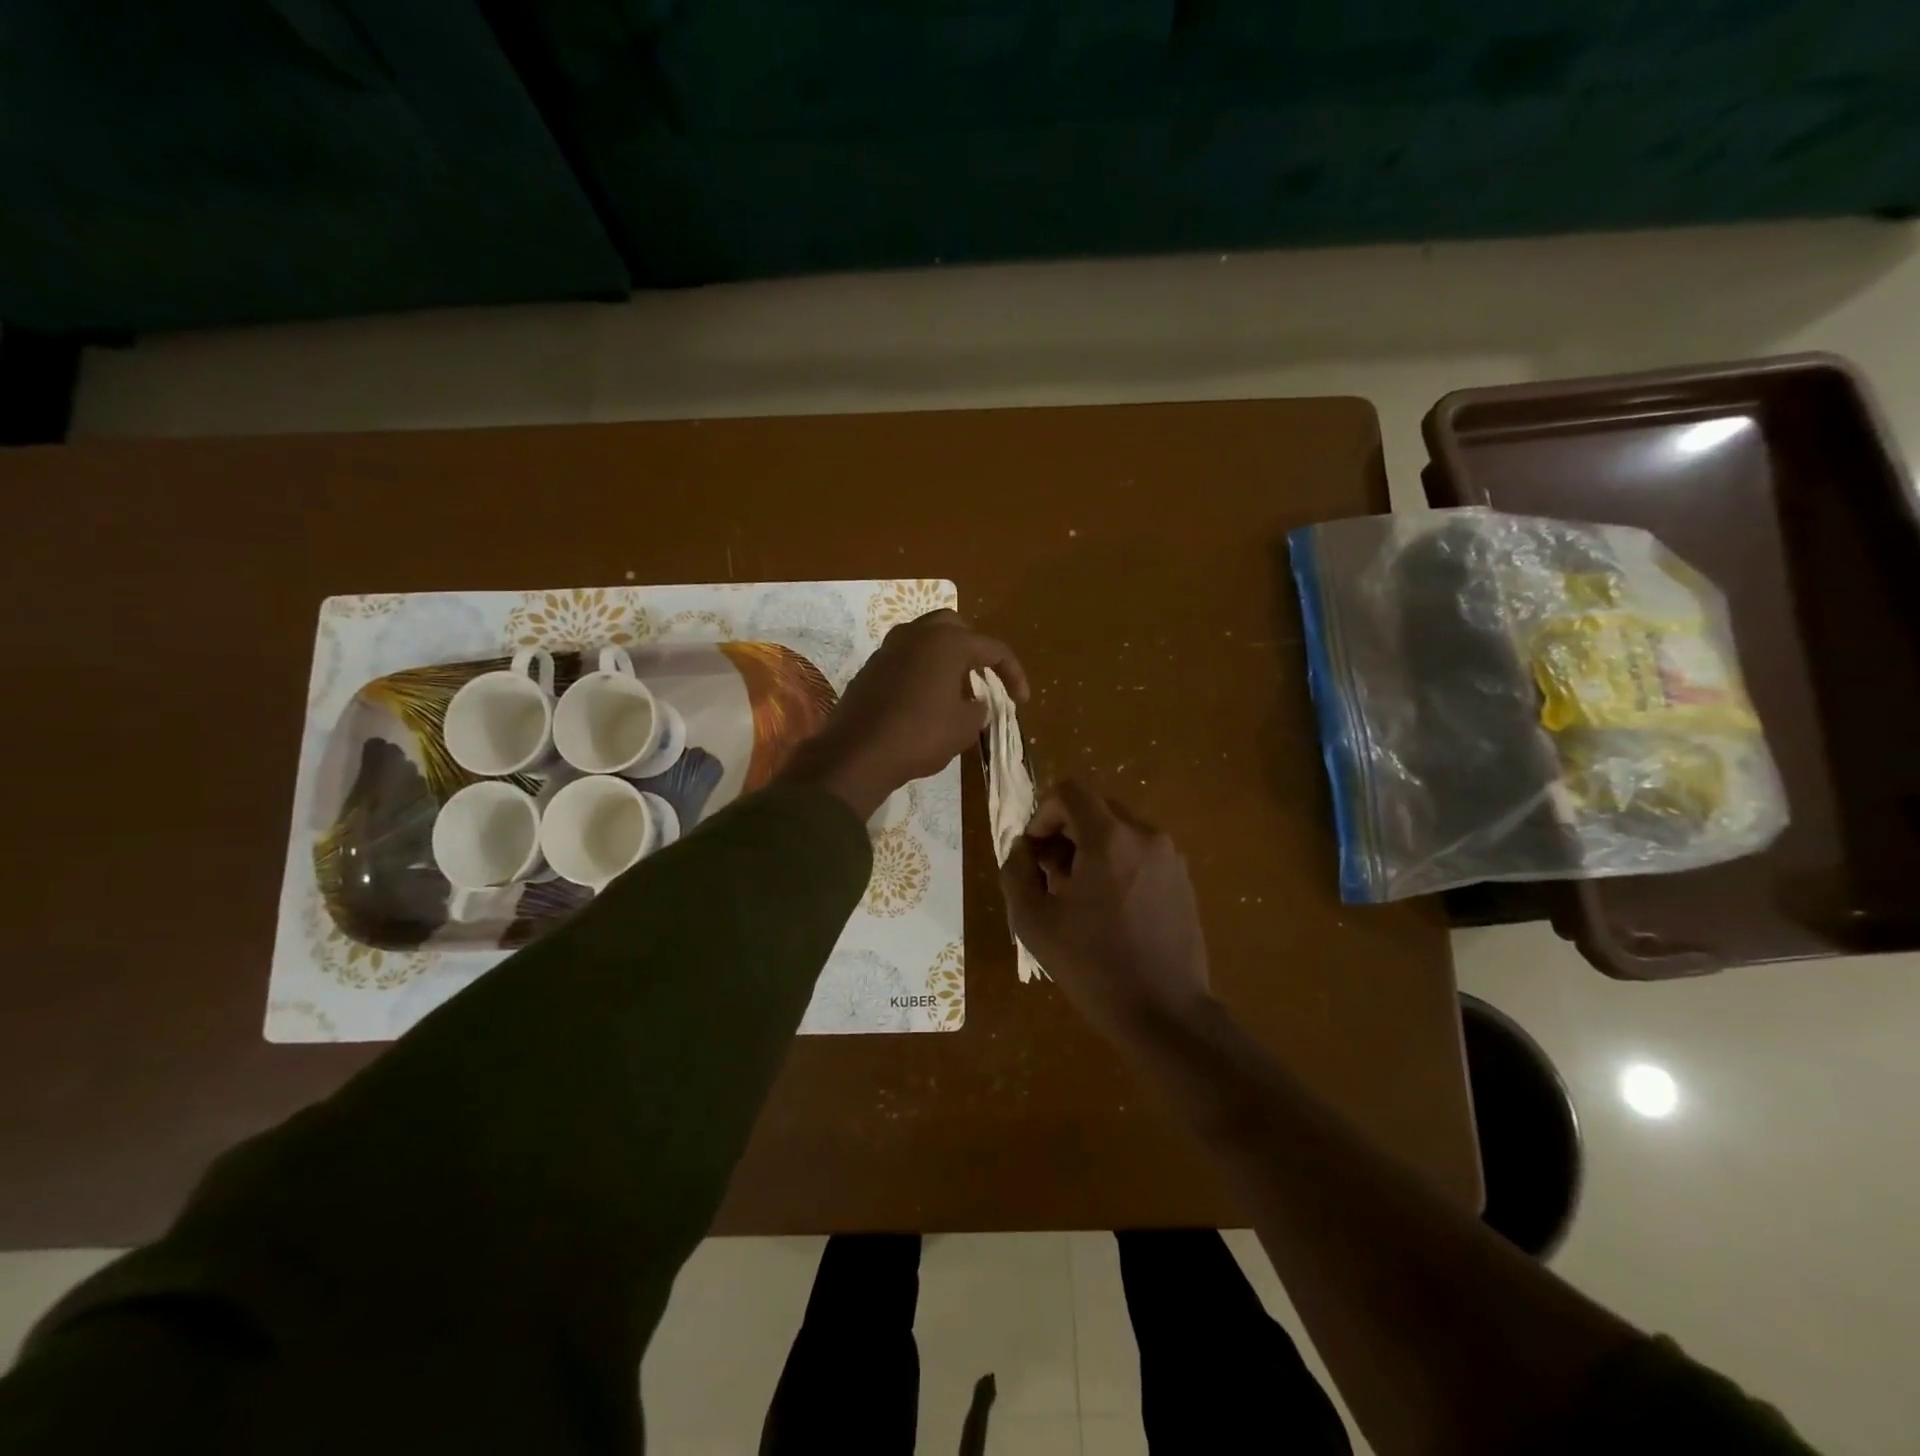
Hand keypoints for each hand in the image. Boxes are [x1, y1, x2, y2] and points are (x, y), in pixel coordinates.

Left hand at [781, 609, 1027, 820]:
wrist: (858, 753)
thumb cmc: (921, 735)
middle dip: (973, 648)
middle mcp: (916, 634)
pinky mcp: (870, 668)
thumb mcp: (964, 727)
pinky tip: (925, 698)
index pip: (993, 649)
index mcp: (947, 642)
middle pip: (954, 626)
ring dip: (944, 657)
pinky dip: (921, 670)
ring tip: (955, 687)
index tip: (1021, 700)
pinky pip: (904, 659)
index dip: (1013, 673)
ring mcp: (888, 648)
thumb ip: (978, 708)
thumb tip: (975, 702)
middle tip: (983, 676)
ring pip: (925, 639)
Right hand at [1001, 779, 1211, 1042]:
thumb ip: (1016, 872)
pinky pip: (1140, 854)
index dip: (1043, 814)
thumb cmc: (1093, 966)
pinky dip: (1117, 865)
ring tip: (1079, 898)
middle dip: (1065, 833)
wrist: (1165, 1014)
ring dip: (1091, 849)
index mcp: (1110, 838)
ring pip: (1119, 832)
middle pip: (1095, 809)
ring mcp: (1170, 858)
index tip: (1035, 853)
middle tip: (1051, 878)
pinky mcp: (1183, 881)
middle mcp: (1145, 835)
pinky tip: (1110, 911)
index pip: (1070, 791)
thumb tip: (1023, 849)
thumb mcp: (1033, 922)